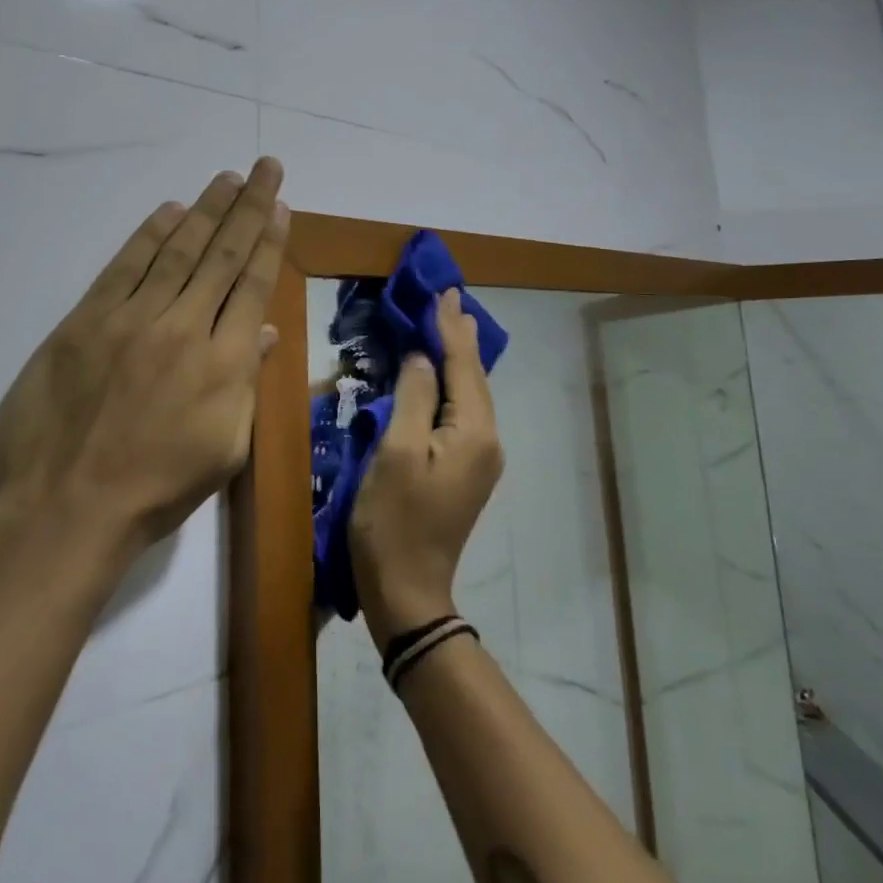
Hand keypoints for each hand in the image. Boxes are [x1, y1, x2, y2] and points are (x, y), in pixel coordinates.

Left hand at [0, 157, 288, 558]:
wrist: (66, 509)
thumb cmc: (157, 490)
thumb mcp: (224, 449)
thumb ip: (245, 383)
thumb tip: (263, 333)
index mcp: (224, 363)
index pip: (253, 285)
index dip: (269, 240)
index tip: (280, 205)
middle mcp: (185, 327)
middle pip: (223, 255)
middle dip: (247, 206)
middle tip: (265, 167)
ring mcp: (132, 319)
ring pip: (178, 250)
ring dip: (206, 209)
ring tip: (227, 178)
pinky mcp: (86, 321)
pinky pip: (125, 266)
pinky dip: (149, 235)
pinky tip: (170, 211)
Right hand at [348, 289, 502, 647]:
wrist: (407, 591)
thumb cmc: (394, 520)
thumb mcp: (397, 451)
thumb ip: (414, 397)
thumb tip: (422, 358)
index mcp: (474, 431)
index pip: (462, 365)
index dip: (449, 327)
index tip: (443, 291)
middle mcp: (487, 440)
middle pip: (474, 377)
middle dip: (460, 337)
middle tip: (451, 298)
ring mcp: (480, 458)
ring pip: (472, 394)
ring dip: (460, 358)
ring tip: (452, 324)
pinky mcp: (467, 470)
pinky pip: (465, 411)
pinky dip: (455, 383)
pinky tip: (447, 373)